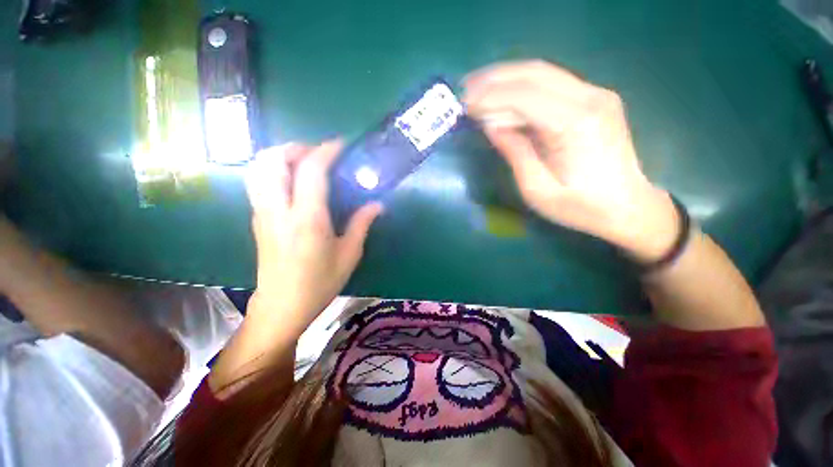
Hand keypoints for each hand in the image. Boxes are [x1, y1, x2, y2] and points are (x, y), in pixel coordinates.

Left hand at [245, 141, 382, 332]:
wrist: (282, 306)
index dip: (325, 151)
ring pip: (258, 168)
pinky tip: (292, 181)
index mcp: (307, 219)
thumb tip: (377, 205)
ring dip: (279, 155)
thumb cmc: (320, 283)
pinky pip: (257, 182)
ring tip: (303, 162)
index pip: (311, 170)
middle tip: (318, 153)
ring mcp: (262, 213)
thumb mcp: (349, 254)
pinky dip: (272, 169)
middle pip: (273, 160)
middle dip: (296, 147)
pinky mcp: (257, 219)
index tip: (340, 144)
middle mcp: (279, 210)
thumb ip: (362, 224)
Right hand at [464, 60, 678, 261]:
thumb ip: (515, 153)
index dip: (489, 96)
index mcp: (575, 124)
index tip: (464, 103)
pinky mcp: (594, 99)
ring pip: (542, 72)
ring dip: (506, 78)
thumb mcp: (538, 189)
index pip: (524, 96)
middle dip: (494, 79)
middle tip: (465, 89)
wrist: (628, 207)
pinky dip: (522, 86)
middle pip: (534, 73)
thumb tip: (492, 126)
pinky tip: (503, 96)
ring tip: (477, 88)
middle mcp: (590, 98)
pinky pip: (551, 84)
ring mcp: (596, 95)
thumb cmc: (581, 207)